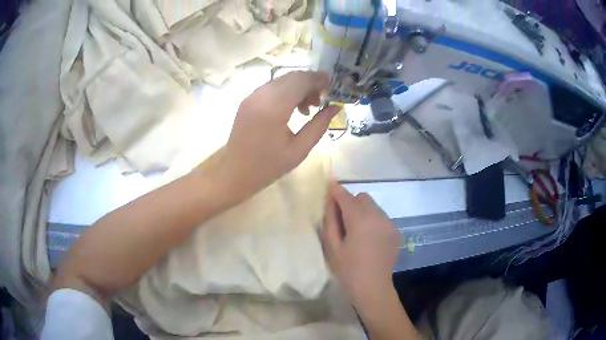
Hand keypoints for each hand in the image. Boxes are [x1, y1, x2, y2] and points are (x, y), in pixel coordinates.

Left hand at [217, 71, 339, 203]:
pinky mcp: (248, 99)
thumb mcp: (299, 150)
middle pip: (292, 76)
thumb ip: (319, 126)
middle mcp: (261, 96)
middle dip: (310, 83)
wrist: (234, 172)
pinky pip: (272, 87)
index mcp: (273, 109)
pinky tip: (292, 108)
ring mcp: (252, 96)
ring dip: (299, 87)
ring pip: (282, 80)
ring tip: (307, 109)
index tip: (332, 88)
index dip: (319, 80)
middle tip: (321, 101)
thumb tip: (335, 107)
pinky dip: (287, 91)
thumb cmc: (267, 166)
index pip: (301, 80)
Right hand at [322, 180, 400, 302]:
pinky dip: (372, 220)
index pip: (346, 196)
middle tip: (342, 219)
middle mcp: (378, 216)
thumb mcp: (332, 246)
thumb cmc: (348, 270)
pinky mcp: (395, 231)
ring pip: (373, 206)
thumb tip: (330, 201)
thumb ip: (331, 220)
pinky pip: (381, 217)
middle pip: (362, 197)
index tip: (329, 183)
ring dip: (362, 211)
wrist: (373, 288)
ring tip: (356, 230)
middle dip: (350, 202)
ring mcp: (389, 223)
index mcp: (360, 220)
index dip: (336, 189)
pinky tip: (368, 238)